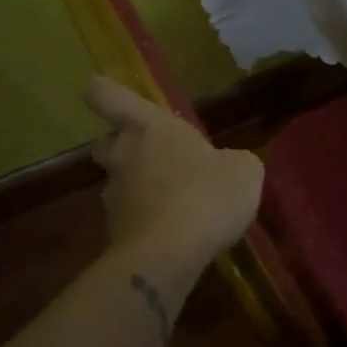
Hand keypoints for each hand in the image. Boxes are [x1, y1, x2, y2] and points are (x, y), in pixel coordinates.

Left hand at [85, 76, 263, 265]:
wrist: (168, 256)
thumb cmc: (207, 195)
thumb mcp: (244, 171)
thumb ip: (234, 161)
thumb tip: (230, 165)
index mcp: (150, 128)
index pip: (109, 96)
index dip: (104, 92)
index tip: (102, 91)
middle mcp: (124, 156)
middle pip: (106, 143)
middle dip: (123, 147)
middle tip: (153, 157)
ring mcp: (115, 197)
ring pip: (120, 183)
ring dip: (140, 189)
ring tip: (177, 204)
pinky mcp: (115, 234)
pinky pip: (132, 219)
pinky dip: (148, 222)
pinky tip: (176, 234)